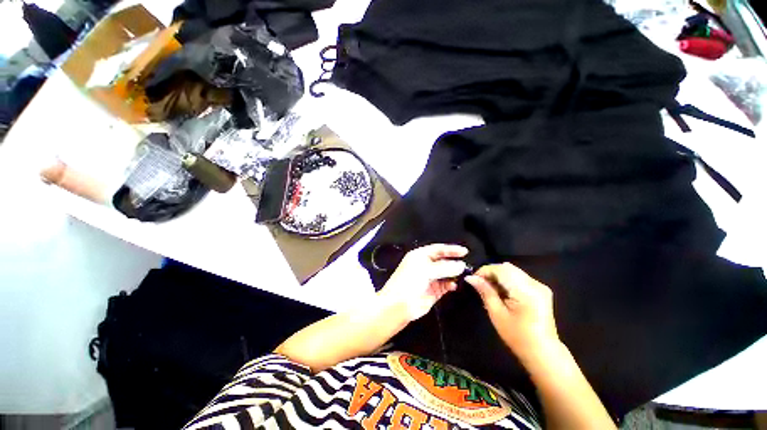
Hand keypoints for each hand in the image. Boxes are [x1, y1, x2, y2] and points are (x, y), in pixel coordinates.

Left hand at [378, 244, 467, 320]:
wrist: (398, 305)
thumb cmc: (408, 282)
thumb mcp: (425, 270)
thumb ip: (444, 268)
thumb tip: (461, 265)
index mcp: (420, 256)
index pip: (438, 249)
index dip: (451, 249)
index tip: (464, 251)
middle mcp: (425, 265)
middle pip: (443, 261)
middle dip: (454, 262)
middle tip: (466, 265)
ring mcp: (430, 279)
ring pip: (446, 274)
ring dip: (454, 274)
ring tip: (463, 275)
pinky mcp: (433, 291)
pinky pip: (445, 286)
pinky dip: (451, 285)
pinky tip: (455, 285)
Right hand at [465, 263, 559, 359]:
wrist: (543, 353)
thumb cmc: (518, 337)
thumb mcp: (497, 314)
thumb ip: (485, 291)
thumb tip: (470, 277)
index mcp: (525, 291)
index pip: (500, 269)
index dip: (484, 271)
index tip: (473, 279)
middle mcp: (535, 284)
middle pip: (507, 268)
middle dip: (491, 273)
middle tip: (480, 284)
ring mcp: (540, 286)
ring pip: (512, 271)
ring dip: (498, 276)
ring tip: (490, 289)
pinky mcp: (541, 290)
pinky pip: (519, 277)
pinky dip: (507, 280)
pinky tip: (502, 293)